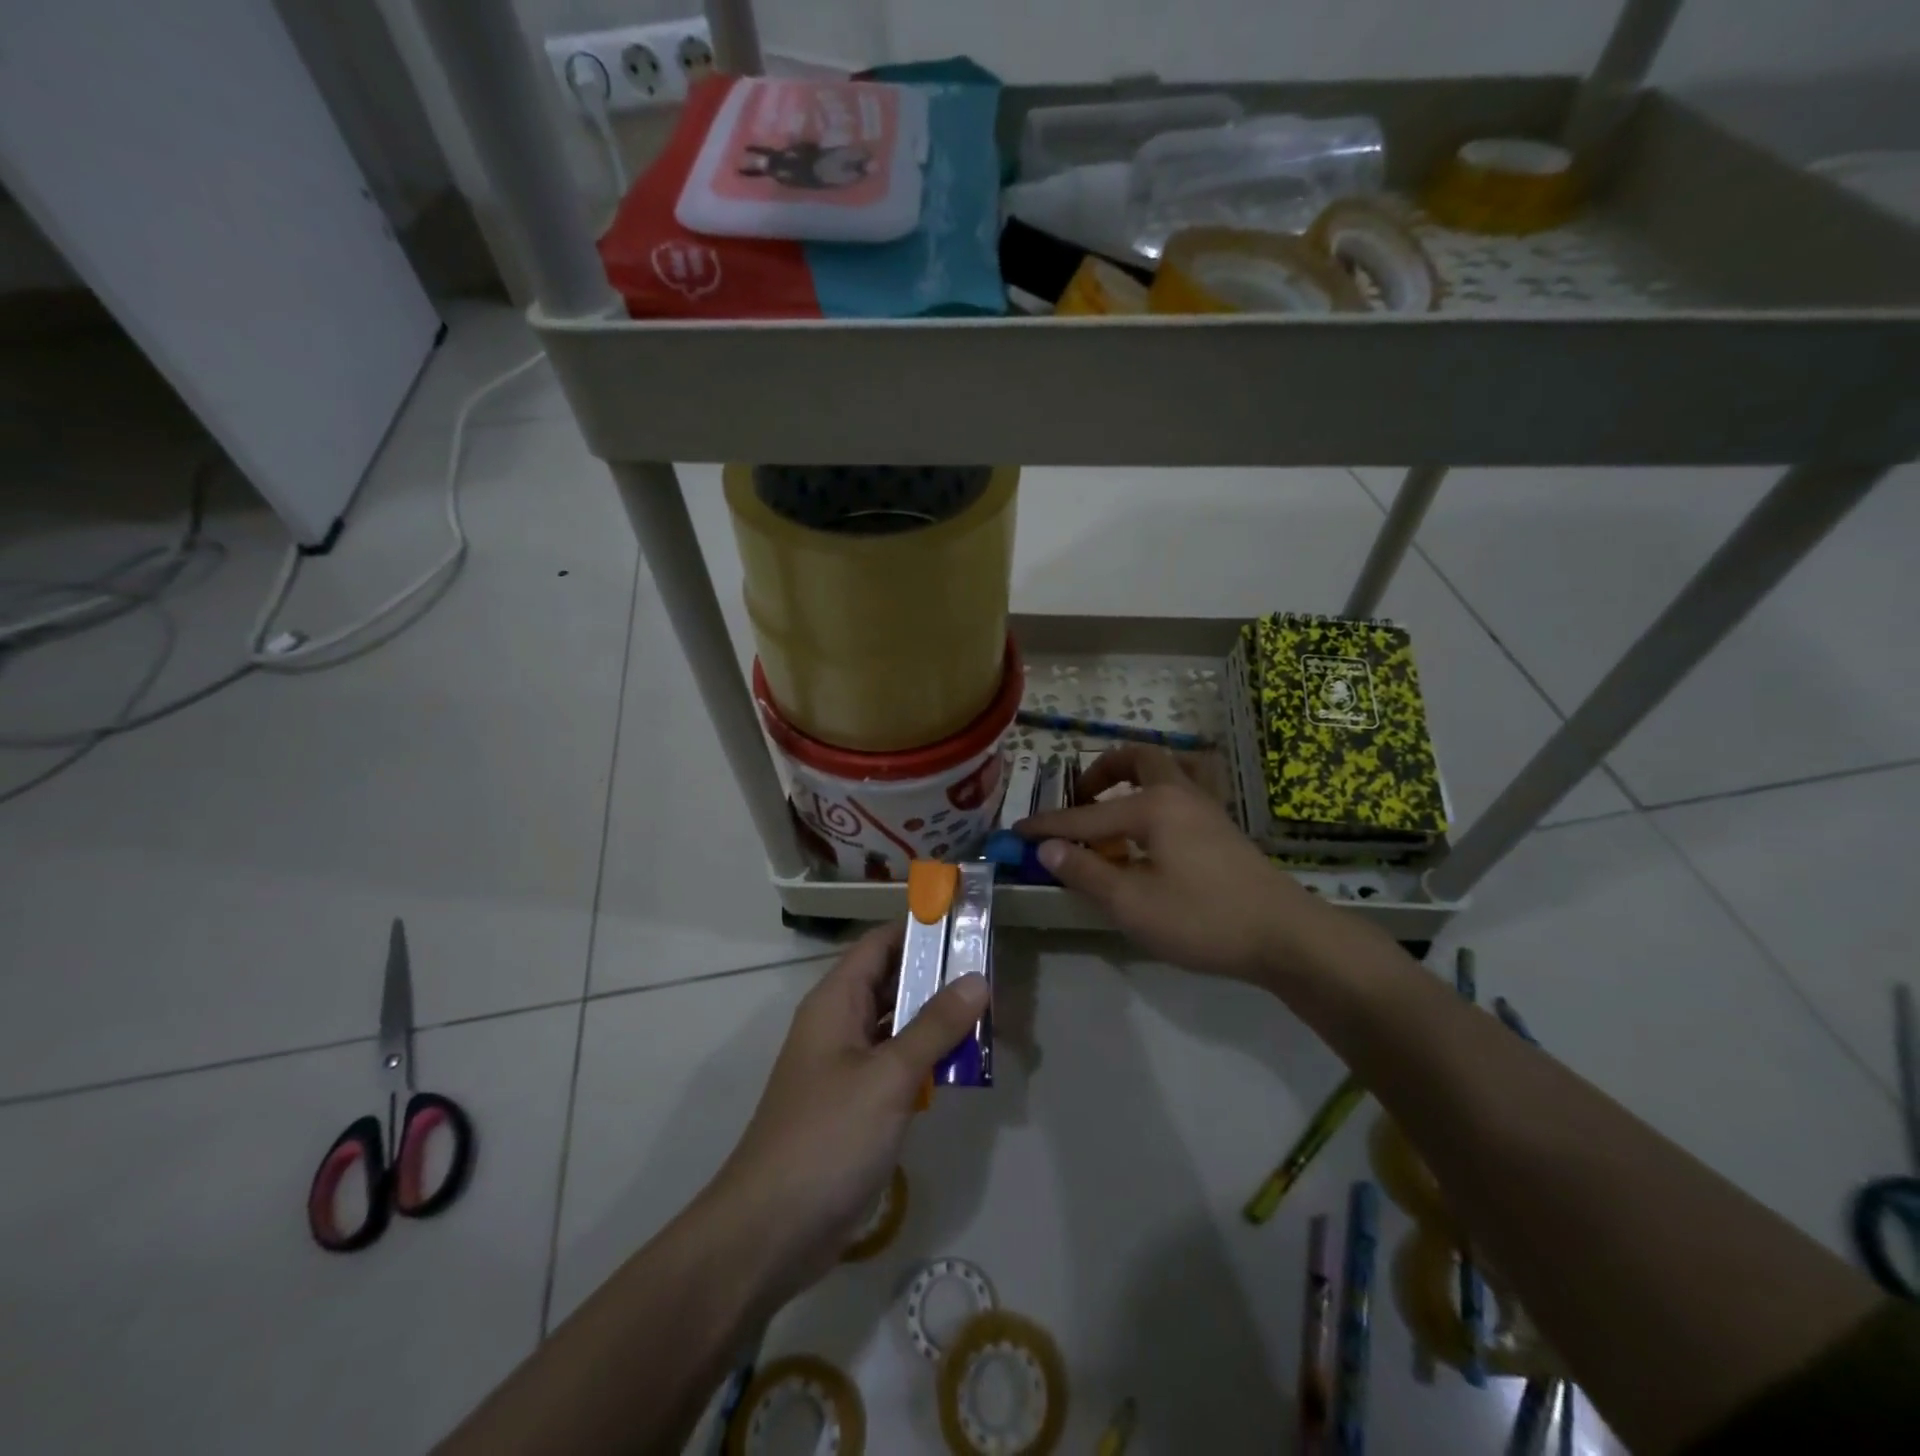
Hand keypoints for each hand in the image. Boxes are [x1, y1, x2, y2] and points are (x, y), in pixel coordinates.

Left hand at [706, 922, 988, 1311]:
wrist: (770, 1231)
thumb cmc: (827, 1137)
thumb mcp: (889, 1076)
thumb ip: (935, 1026)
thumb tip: (977, 978)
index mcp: (836, 1002)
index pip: (880, 944)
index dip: (919, 928)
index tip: (965, 921)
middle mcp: (839, 1024)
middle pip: (891, 981)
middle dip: (937, 974)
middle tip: (990, 967)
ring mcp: (846, 1066)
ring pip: (897, 1024)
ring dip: (936, 1018)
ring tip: (988, 1009)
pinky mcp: (855, 1105)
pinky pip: (896, 1064)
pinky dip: (927, 1058)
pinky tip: (963, 1064)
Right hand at [1019, 744, 1321, 980]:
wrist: (1286, 936)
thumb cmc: (1204, 919)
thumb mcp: (1134, 904)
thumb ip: (1087, 872)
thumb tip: (1047, 848)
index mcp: (1154, 807)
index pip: (1087, 816)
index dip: (1049, 826)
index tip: (1016, 830)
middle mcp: (1180, 794)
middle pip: (1139, 758)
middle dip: (1102, 771)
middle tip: (1081, 799)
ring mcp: (1207, 808)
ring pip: (1167, 769)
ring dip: (1134, 777)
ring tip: (1115, 805)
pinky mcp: (1223, 829)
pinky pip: (1184, 790)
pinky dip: (1158, 795)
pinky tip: (1154, 831)